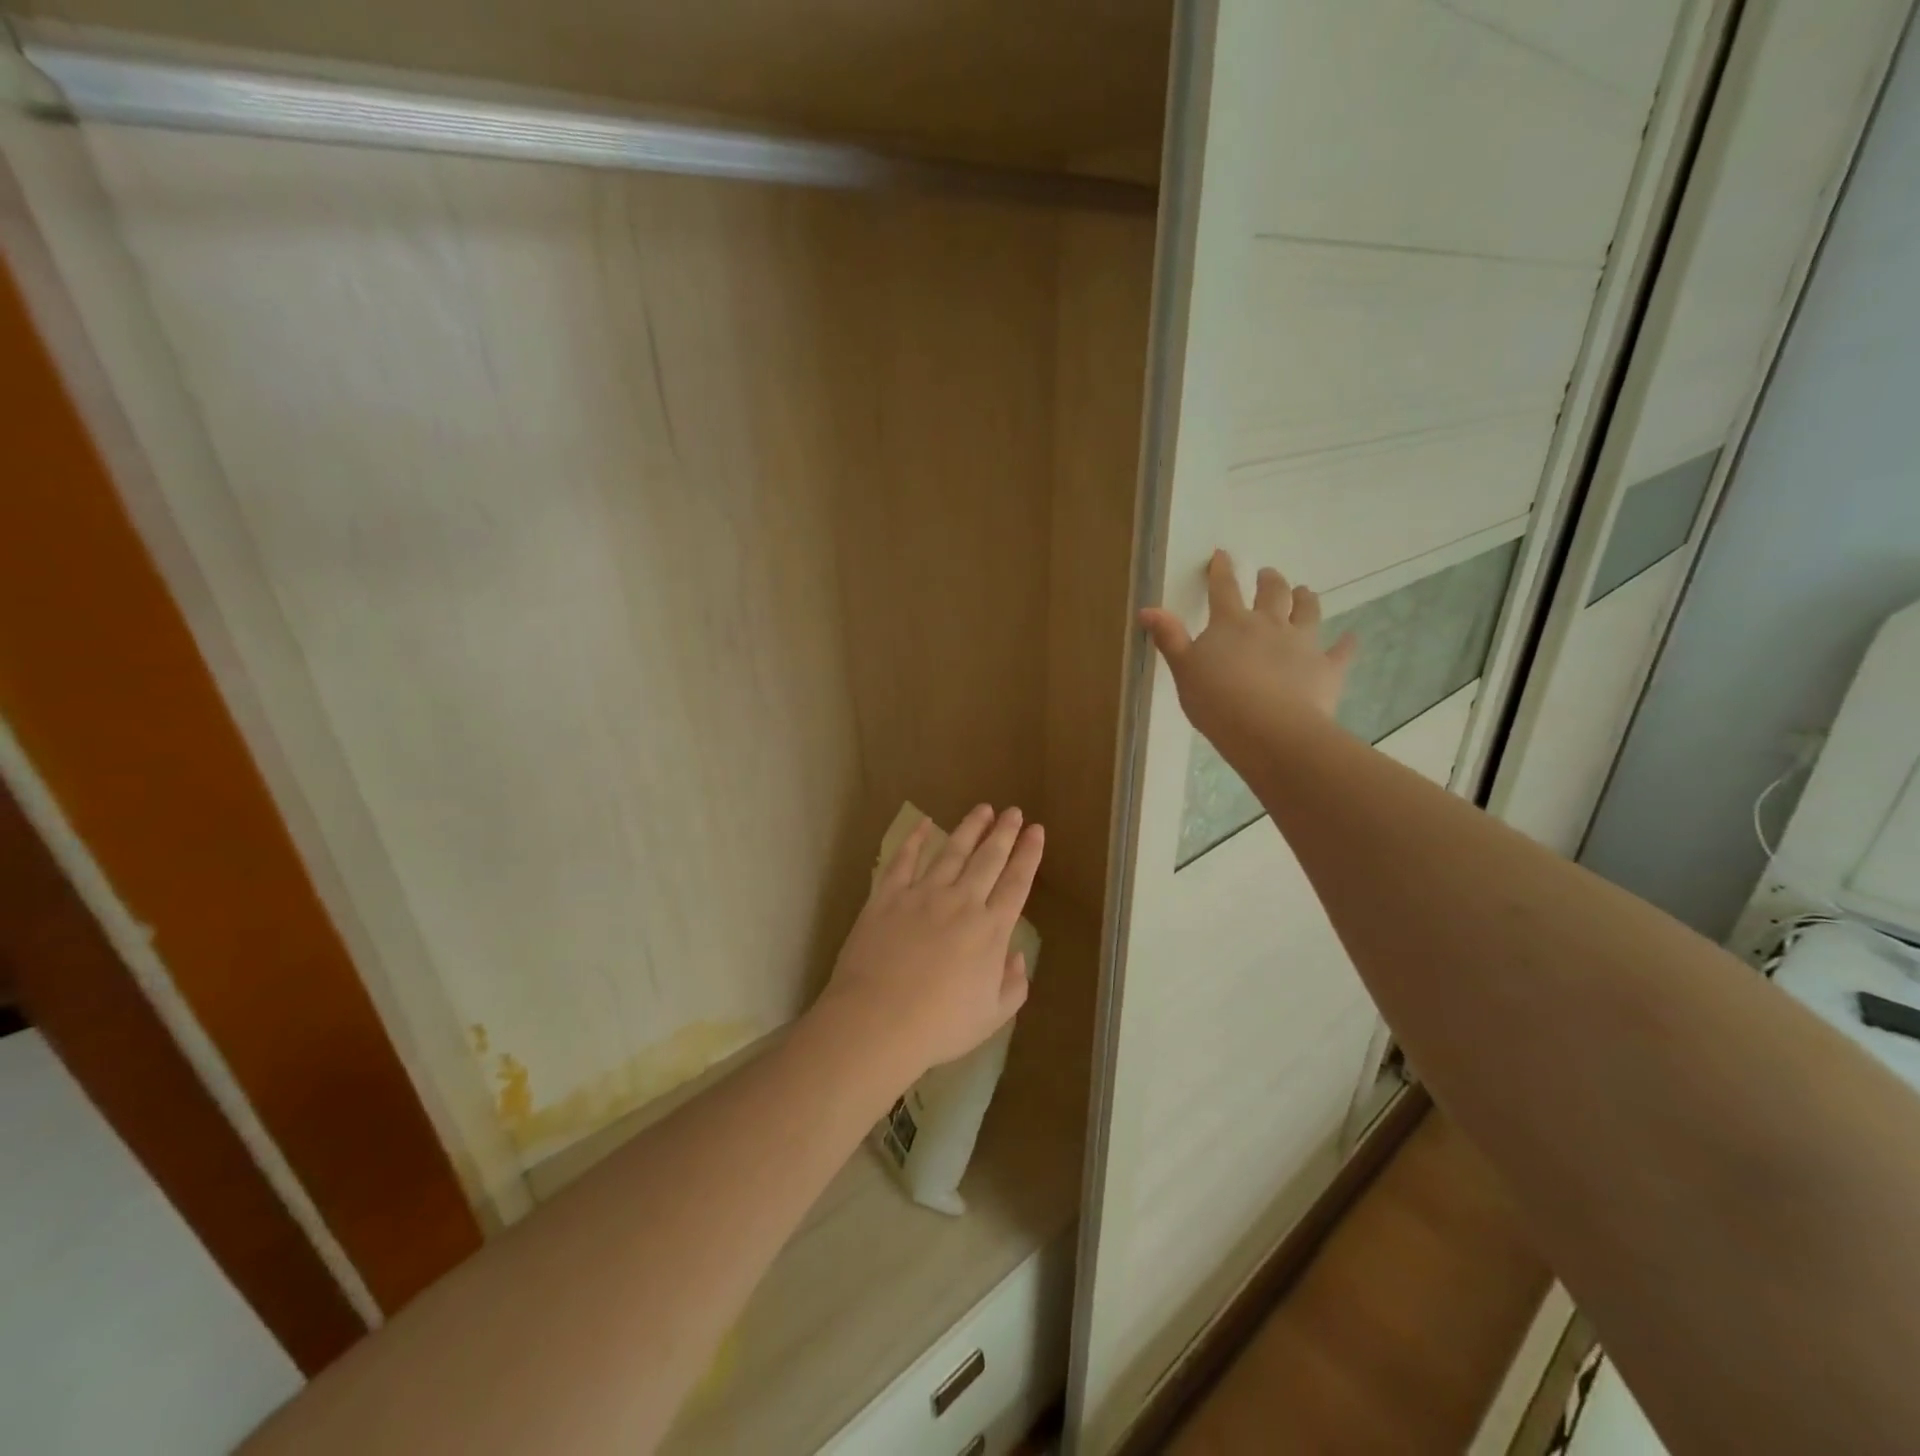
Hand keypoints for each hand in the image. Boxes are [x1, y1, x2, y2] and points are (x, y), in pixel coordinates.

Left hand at [815, 806, 1041, 1084]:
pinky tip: (923, 824)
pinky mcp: (888, 896)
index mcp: (991, 929)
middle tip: (1014, 811)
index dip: (1029, 854)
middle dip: (1004, 832)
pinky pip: (904, 860)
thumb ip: (1014, 985)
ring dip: (969, 828)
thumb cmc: (940, 1025)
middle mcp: (961, 902)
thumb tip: (1018, 956)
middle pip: (988, 859)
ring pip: (951, 851)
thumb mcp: (992, 1016)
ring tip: (982, 809)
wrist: (879, 1019)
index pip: (1017, 882)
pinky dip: (914, 840)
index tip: (1036, 831)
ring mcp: (922, 894)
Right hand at [1139, 550, 1357, 761]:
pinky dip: (1346, 644)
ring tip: (1305, 592)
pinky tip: (1351, 638)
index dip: (1221, 571)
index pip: (1224, 589)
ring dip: (1306, 599)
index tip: (1223, 555)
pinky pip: (1341, 651)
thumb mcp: (1183, 670)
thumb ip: (1169, 638)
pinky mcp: (1327, 668)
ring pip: (1308, 611)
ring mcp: (1303, 644)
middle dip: (1269, 580)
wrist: (1269, 730)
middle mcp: (1270, 624)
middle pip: (1273, 593)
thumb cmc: (1217, 700)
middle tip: (1269, 574)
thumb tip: (1147, 609)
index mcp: (1231, 623)